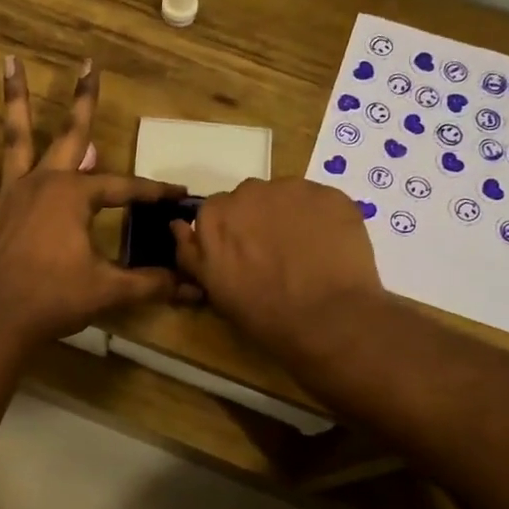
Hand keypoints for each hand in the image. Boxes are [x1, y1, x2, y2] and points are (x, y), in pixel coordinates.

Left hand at [0, 57, 183, 351]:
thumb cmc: (55, 298)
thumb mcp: (108, 289)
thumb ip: (149, 283)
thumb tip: (191, 288)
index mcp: (74, 196)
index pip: (123, 188)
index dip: (152, 191)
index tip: (177, 194)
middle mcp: (43, 182)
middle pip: (69, 133)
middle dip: (83, 98)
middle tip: (88, 62)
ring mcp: (11, 194)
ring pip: (15, 139)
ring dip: (16, 101)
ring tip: (10, 62)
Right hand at [172, 178, 385, 366]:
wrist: (328, 319)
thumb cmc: (263, 313)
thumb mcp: (214, 289)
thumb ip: (191, 253)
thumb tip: (177, 226)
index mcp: (215, 216)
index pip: (216, 212)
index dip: (231, 234)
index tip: (243, 256)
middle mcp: (249, 192)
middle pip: (250, 199)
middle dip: (259, 220)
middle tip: (275, 255)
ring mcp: (293, 189)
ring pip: (287, 196)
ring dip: (291, 216)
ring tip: (307, 252)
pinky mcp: (330, 194)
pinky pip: (320, 202)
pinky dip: (323, 219)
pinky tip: (331, 248)